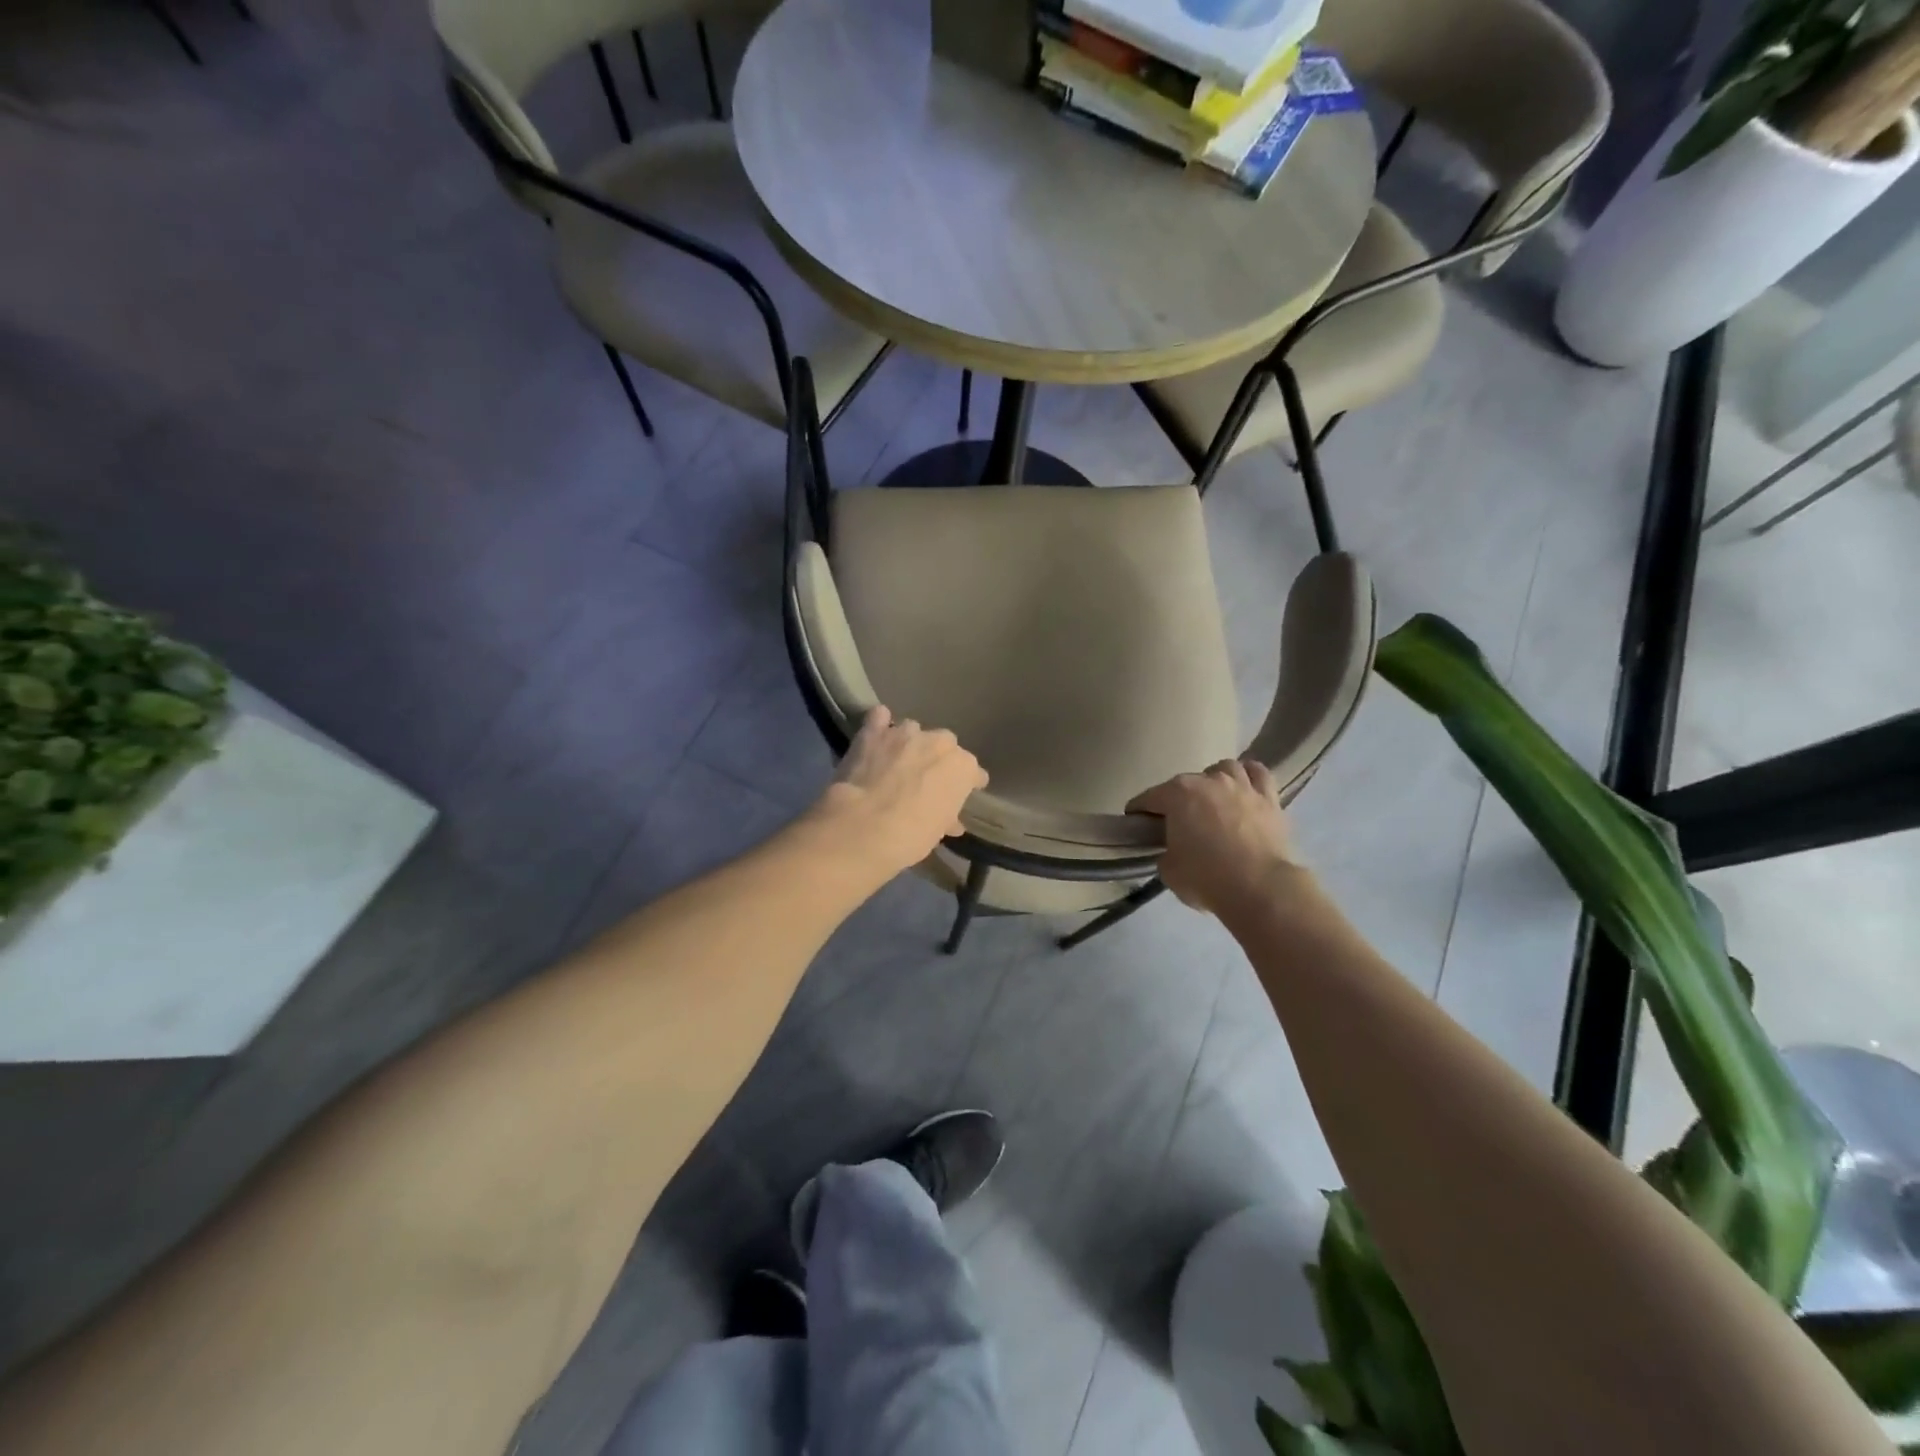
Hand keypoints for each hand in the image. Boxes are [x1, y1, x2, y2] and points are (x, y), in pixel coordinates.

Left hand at [808, 706, 987, 880]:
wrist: (863, 827)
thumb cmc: (910, 837)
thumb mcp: (937, 832)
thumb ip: (947, 817)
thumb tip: (951, 821)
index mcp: (963, 767)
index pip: (973, 772)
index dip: (968, 784)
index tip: (962, 794)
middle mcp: (939, 742)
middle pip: (945, 745)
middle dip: (938, 759)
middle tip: (926, 779)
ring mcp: (906, 733)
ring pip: (914, 731)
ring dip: (909, 744)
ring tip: (897, 761)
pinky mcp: (874, 732)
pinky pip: (879, 718)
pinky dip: (879, 725)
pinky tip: (876, 737)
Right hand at [1129, 760, 1306, 917]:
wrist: (1260, 888)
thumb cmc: (1206, 878)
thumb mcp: (1169, 870)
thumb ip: (1166, 853)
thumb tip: (1174, 850)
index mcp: (1177, 794)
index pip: (1148, 798)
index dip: (1139, 811)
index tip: (1136, 823)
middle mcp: (1208, 781)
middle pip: (1185, 783)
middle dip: (1177, 799)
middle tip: (1177, 821)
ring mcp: (1241, 786)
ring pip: (1224, 768)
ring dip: (1214, 780)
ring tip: (1213, 798)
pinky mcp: (1269, 799)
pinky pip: (1258, 774)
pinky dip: (1249, 776)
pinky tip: (1245, 786)